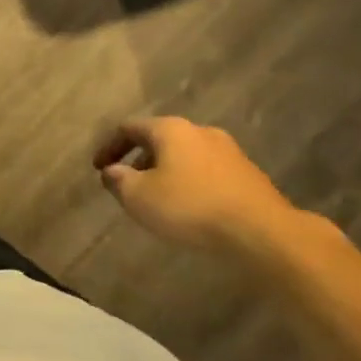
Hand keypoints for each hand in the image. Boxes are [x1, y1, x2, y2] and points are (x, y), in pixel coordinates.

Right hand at [93, 115, 300, 255]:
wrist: (262, 232)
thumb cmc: (190, 207)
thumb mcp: (139, 197)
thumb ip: (118, 180)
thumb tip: (111, 171)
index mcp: (170, 129)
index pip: (129, 128)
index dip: (109, 147)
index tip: (98, 169)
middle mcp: (200, 131)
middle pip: (159, 139)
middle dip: (139, 160)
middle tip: (128, 184)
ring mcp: (228, 151)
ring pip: (185, 155)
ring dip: (166, 172)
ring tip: (158, 199)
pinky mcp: (248, 174)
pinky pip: (207, 172)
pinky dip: (190, 183)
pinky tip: (190, 207)